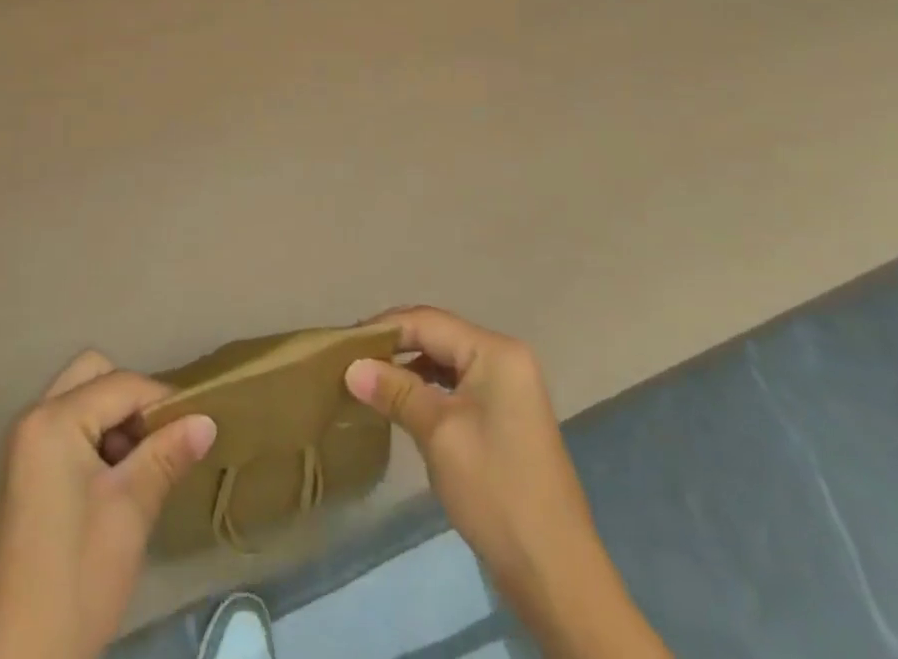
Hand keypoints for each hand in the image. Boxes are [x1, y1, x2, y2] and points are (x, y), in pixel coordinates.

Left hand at [0, 350, 216, 658]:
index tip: (195, 426)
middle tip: (157, 442)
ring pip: (79, 399)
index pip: (120, 384)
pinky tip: (114, 483)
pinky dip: (93, 437)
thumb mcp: (130, 510)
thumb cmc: (79, 577)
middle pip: (92, 374)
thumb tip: (207, 419)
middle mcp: (31, 417)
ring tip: (139, 468)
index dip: (162, 400)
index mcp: (52, 420)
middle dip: (130, 399)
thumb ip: (167, 454)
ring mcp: (22, 445)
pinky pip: (65, 427)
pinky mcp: (23, 471)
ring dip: (113, 419)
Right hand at [345, 307, 669, 658]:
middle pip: (437, 336)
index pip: (427, 322)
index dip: (383, 329)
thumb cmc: (496, 491)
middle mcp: (504, 359)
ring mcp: (508, 389)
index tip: (342, 343)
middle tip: (350, 360)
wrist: (555, 575)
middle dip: (394, 346)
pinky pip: (456, 386)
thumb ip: (395, 391)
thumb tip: (351, 367)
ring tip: (367, 379)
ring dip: (407, 368)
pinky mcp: (504, 417)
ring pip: (445, 361)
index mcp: (495, 352)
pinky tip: (400, 403)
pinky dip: (426, 389)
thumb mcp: (439, 434)